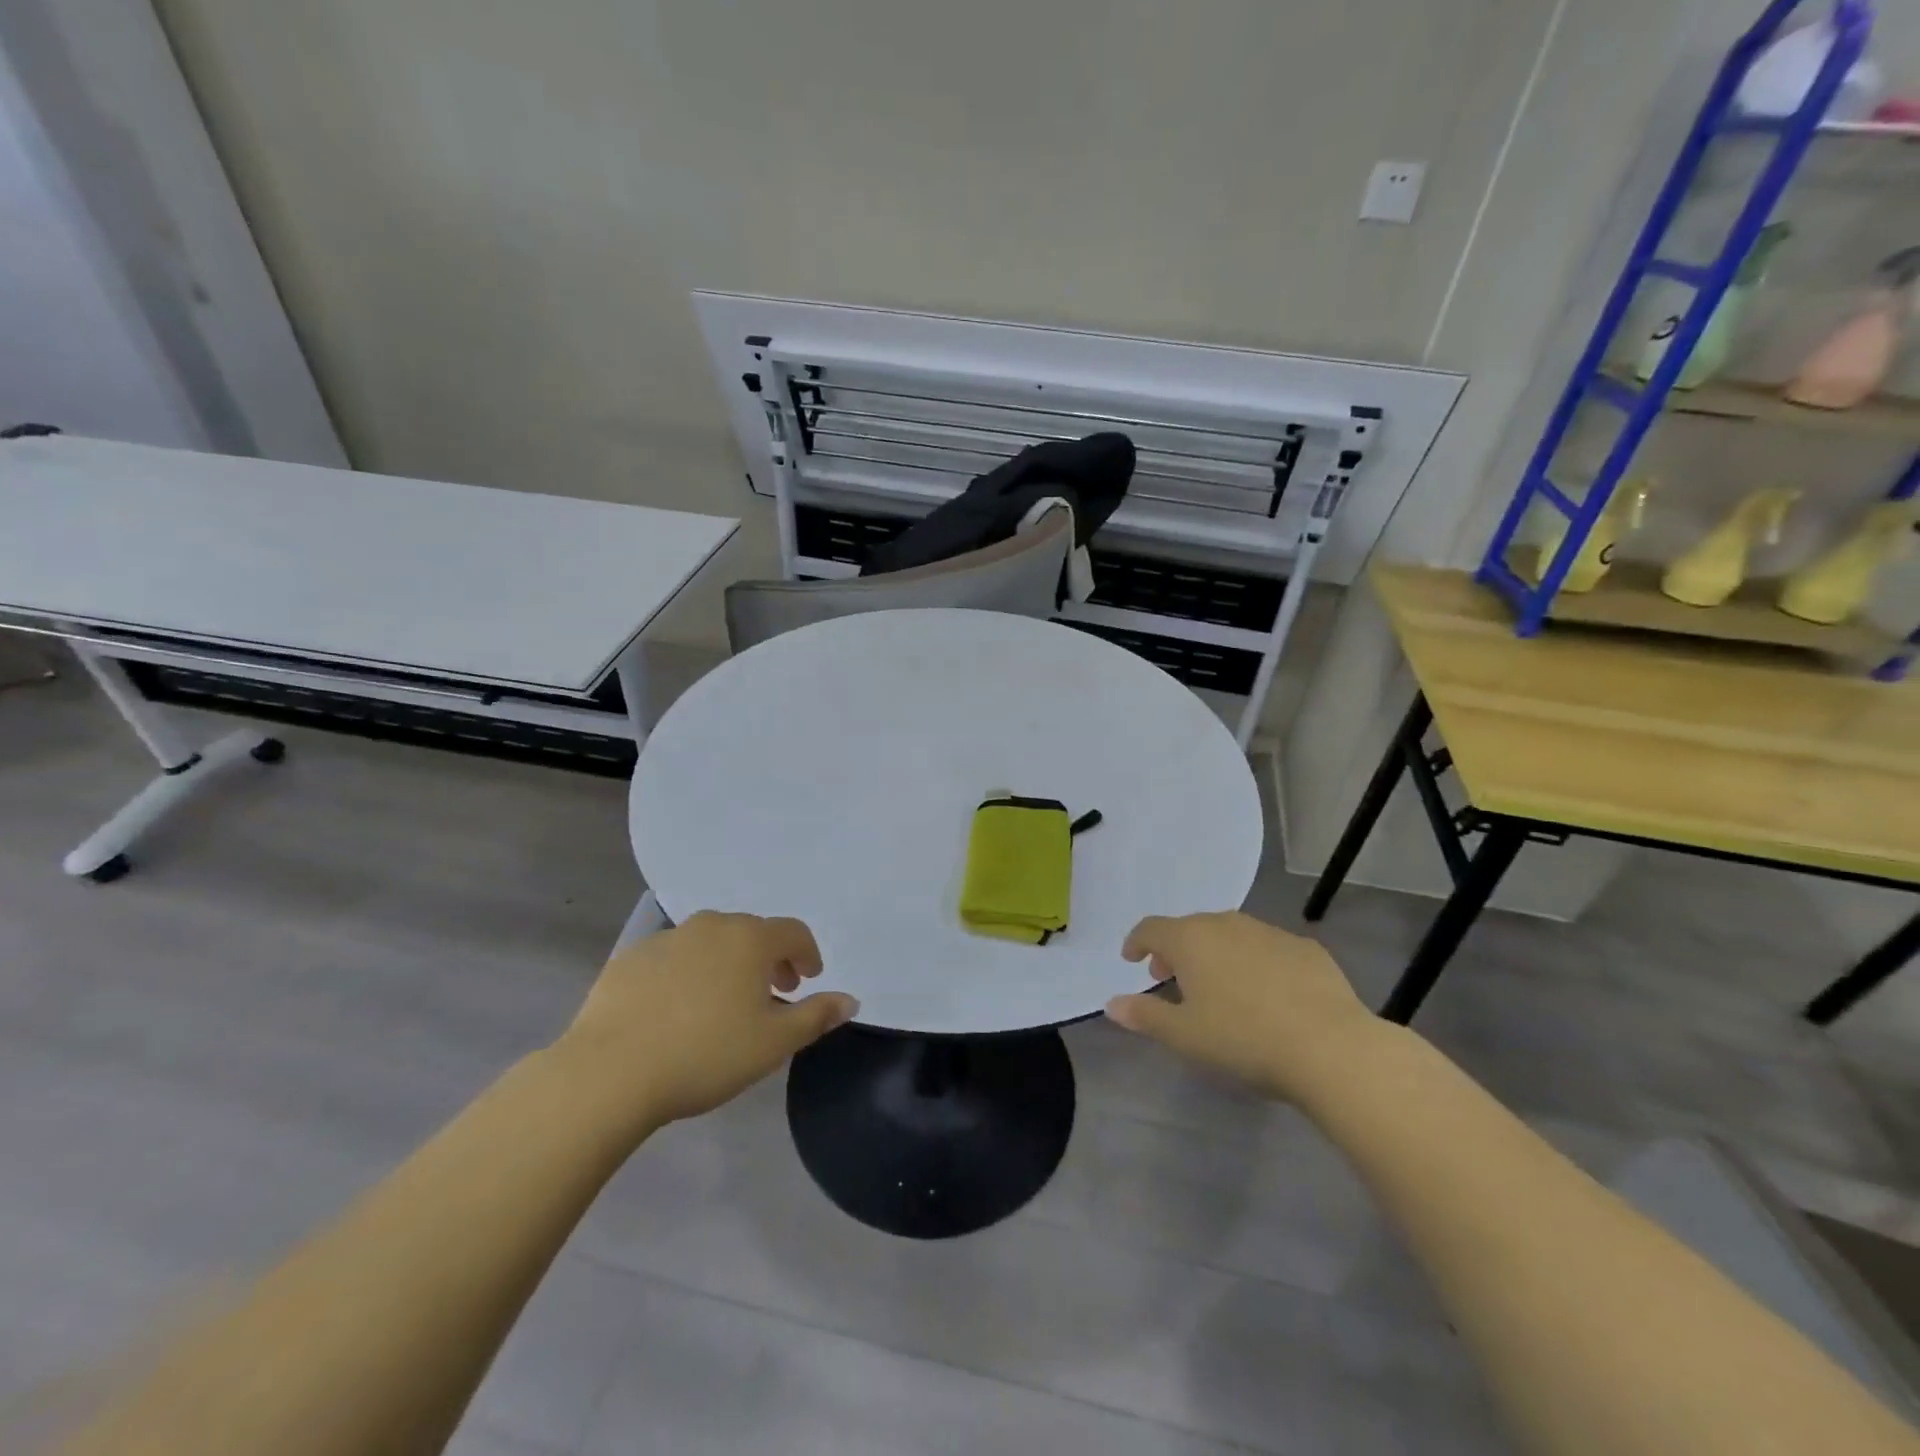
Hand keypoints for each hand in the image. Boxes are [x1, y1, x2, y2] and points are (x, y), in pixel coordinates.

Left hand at [553, 912, 857, 1130]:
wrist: (609, 1072)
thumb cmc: (706, 1054)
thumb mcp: (774, 1043)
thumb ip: (816, 1016)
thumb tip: (850, 1000)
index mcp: (750, 939)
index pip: (793, 932)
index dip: (808, 953)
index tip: (809, 978)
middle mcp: (711, 926)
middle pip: (752, 932)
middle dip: (769, 958)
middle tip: (774, 993)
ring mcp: (666, 939)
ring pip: (710, 942)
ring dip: (728, 964)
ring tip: (724, 1003)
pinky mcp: (630, 959)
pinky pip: (673, 958)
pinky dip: (687, 974)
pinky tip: (677, 1010)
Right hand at [1106, 912, 1389, 1104]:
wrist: (1331, 1047)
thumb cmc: (1244, 1039)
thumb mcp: (1185, 1036)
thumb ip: (1145, 1016)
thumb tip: (1112, 1004)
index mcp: (1190, 940)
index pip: (1151, 928)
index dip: (1136, 942)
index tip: (1131, 959)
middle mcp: (1226, 924)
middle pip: (1190, 928)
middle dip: (1175, 950)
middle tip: (1171, 978)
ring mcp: (1269, 933)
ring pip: (1230, 934)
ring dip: (1215, 953)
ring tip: (1218, 985)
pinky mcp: (1306, 948)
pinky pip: (1268, 948)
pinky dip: (1255, 962)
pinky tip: (1267, 992)